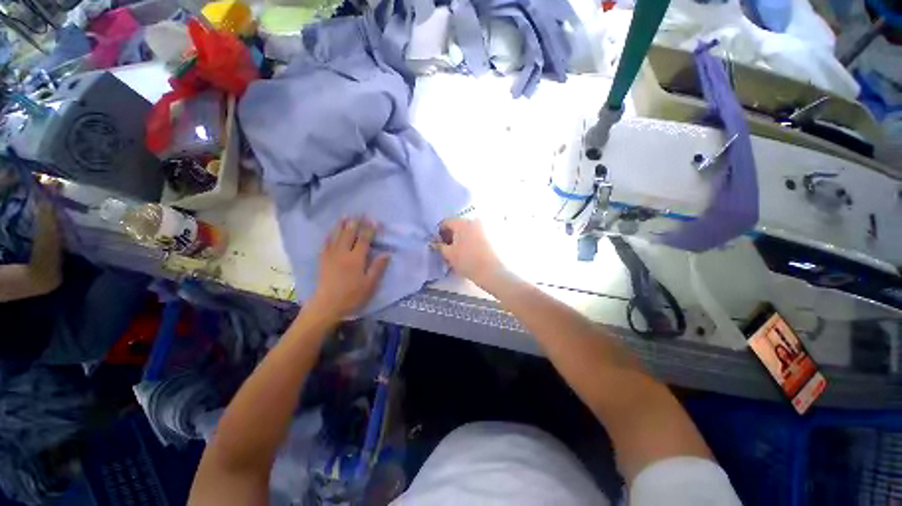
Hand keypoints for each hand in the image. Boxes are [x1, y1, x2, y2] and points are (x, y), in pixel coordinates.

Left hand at [307, 218, 389, 321]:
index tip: (375, 221)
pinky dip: (328, 236)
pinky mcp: (323, 261)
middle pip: (349, 234)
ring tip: (345, 216)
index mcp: (356, 259)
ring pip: (336, 236)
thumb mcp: (370, 284)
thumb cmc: (352, 296)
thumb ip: (378, 267)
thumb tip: (387, 253)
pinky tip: (330, 232)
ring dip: (341, 225)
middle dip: (356, 223)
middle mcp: (342, 253)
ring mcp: (331, 256)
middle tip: (360, 214)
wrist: (327, 306)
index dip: (370, 229)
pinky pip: (325, 244)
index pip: (364, 240)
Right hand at [433, 218, 506, 288]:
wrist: (491, 271)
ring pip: (467, 230)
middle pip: (457, 225)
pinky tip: (468, 251)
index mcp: (462, 222)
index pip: (446, 222)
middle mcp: (474, 221)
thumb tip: (433, 243)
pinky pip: (476, 234)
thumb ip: (439, 246)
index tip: (437, 243)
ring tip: (457, 251)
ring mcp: (484, 227)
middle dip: (450, 235)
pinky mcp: (491, 235)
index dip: (439, 232)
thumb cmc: (467, 261)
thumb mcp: (449, 254)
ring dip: (460, 238)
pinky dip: (469, 240)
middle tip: (446, 248)